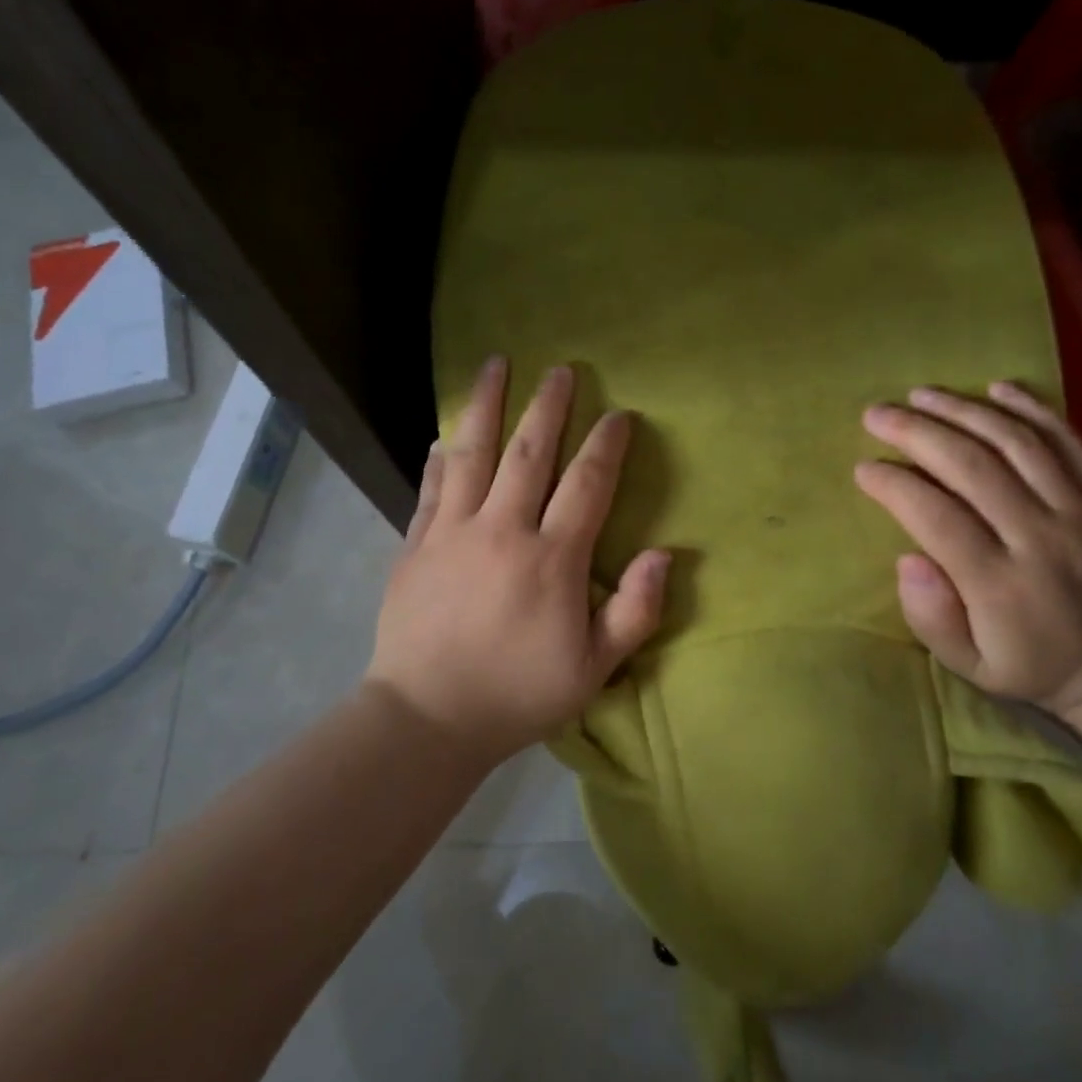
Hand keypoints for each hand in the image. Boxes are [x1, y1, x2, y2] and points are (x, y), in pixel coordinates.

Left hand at [366, 357, 669, 761]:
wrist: (428, 718)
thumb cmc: (518, 694)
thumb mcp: (593, 668)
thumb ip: (634, 611)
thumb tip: (665, 554)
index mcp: (552, 559)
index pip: (586, 485)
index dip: (606, 445)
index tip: (618, 414)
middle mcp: (503, 530)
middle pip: (530, 453)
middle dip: (548, 407)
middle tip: (560, 370)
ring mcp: (453, 532)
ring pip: (474, 454)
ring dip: (487, 405)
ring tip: (495, 364)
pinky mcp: (416, 544)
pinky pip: (432, 487)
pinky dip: (441, 457)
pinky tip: (445, 434)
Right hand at [854, 381, 1081, 714]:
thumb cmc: (1020, 661)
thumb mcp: (965, 664)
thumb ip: (932, 618)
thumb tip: (909, 559)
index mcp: (1002, 584)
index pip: (938, 517)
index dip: (895, 485)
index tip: (863, 468)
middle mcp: (1042, 538)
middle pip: (974, 466)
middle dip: (917, 432)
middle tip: (875, 414)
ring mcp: (1076, 512)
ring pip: (1017, 443)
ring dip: (964, 410)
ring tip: (920, 394)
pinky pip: (1067, 441)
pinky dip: (1033, 408)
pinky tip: (995, 387)